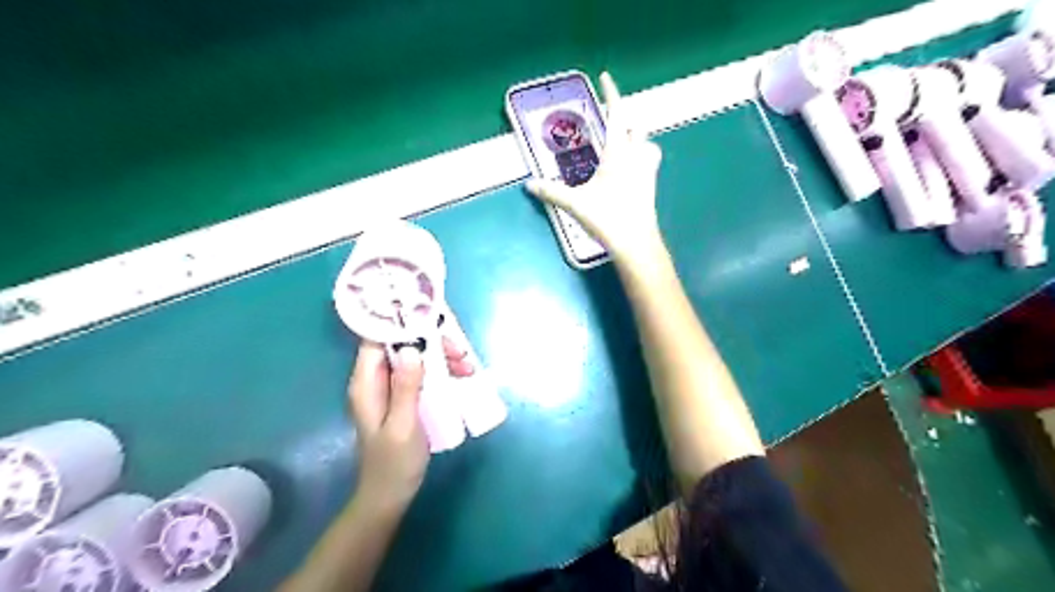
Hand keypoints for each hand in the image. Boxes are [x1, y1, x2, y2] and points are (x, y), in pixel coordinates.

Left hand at [349, 334, 473, 510]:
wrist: (390, 495)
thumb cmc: (393, 463)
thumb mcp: (403, 426)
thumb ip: (406, 388)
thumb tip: (411, 348)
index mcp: (366, 383)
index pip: (376, 338)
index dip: (399, 323)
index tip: (430, 319)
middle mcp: (376, 380)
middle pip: (401, 345)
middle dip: (431, 342)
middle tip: (459, 351)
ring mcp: (391, 388)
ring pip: (415, 357)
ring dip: (441, 357)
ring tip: (467, 367)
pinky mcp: (404, 396)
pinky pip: (422, 373)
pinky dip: (441, 370)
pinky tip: (462, 376)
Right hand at [524, 72, 662, 257]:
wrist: (637, 243)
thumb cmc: (607, 218)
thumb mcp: (575, 203)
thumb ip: (551, 192)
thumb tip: (529, 185)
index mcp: (618, 154)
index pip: (616, 115)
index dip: (611, 94)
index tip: (605, 77)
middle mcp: (636, 158)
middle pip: (637, 128)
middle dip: (626, 121)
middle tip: (610, 124)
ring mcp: (647, 173)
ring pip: (649, 146)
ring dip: (637, 141)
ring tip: (622, 147)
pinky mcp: (651, 187)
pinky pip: (649, 164)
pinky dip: (640, 160)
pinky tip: (628, 172)